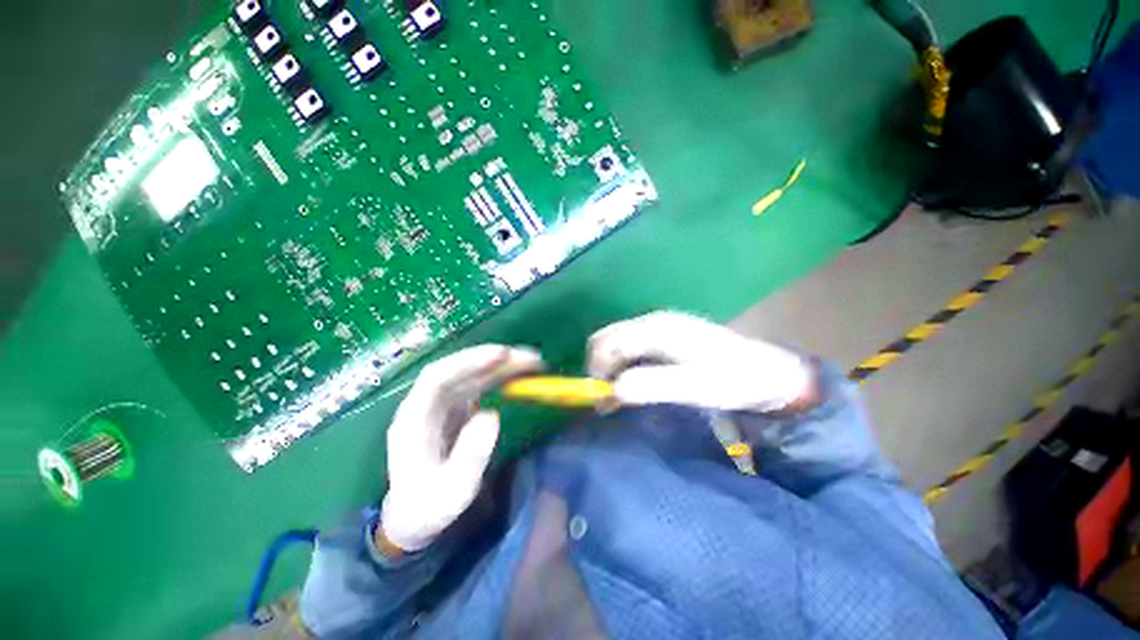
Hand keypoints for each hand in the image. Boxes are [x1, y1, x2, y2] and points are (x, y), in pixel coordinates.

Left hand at [381, 345, 542, 551]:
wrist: (415, 516)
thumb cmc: (430, 506)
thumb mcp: (451, 492)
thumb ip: (470, 457)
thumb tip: (492, 415)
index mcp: (414, 419)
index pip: (438, 377)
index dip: (469, 361)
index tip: (502, 354)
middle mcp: (426, 404)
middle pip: (460, 370)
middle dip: (494, 360)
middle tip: (530, 358)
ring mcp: (441, 404)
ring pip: (471, 374)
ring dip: (500, 365)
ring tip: (531, 362)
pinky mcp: (455, 408)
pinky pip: (478, 384)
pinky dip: (499, 377)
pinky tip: (517, 376)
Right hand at [587, 311, 813, 412]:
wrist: (768, 370)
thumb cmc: (733, 379)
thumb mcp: (696, 387)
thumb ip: (654, 385)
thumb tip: (613, 389)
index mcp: (656, 330)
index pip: (608, 344)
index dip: (596, 371)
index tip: (600, 402)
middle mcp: (651, 322)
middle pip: (605, 339)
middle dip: (597, 368)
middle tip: (607, 400)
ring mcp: (656, 326)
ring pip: (614, 342)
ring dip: (608, 367)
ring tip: (616, 397)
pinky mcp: (662, 335)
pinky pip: (628, 346)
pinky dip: (620, 365)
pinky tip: (631, 383)